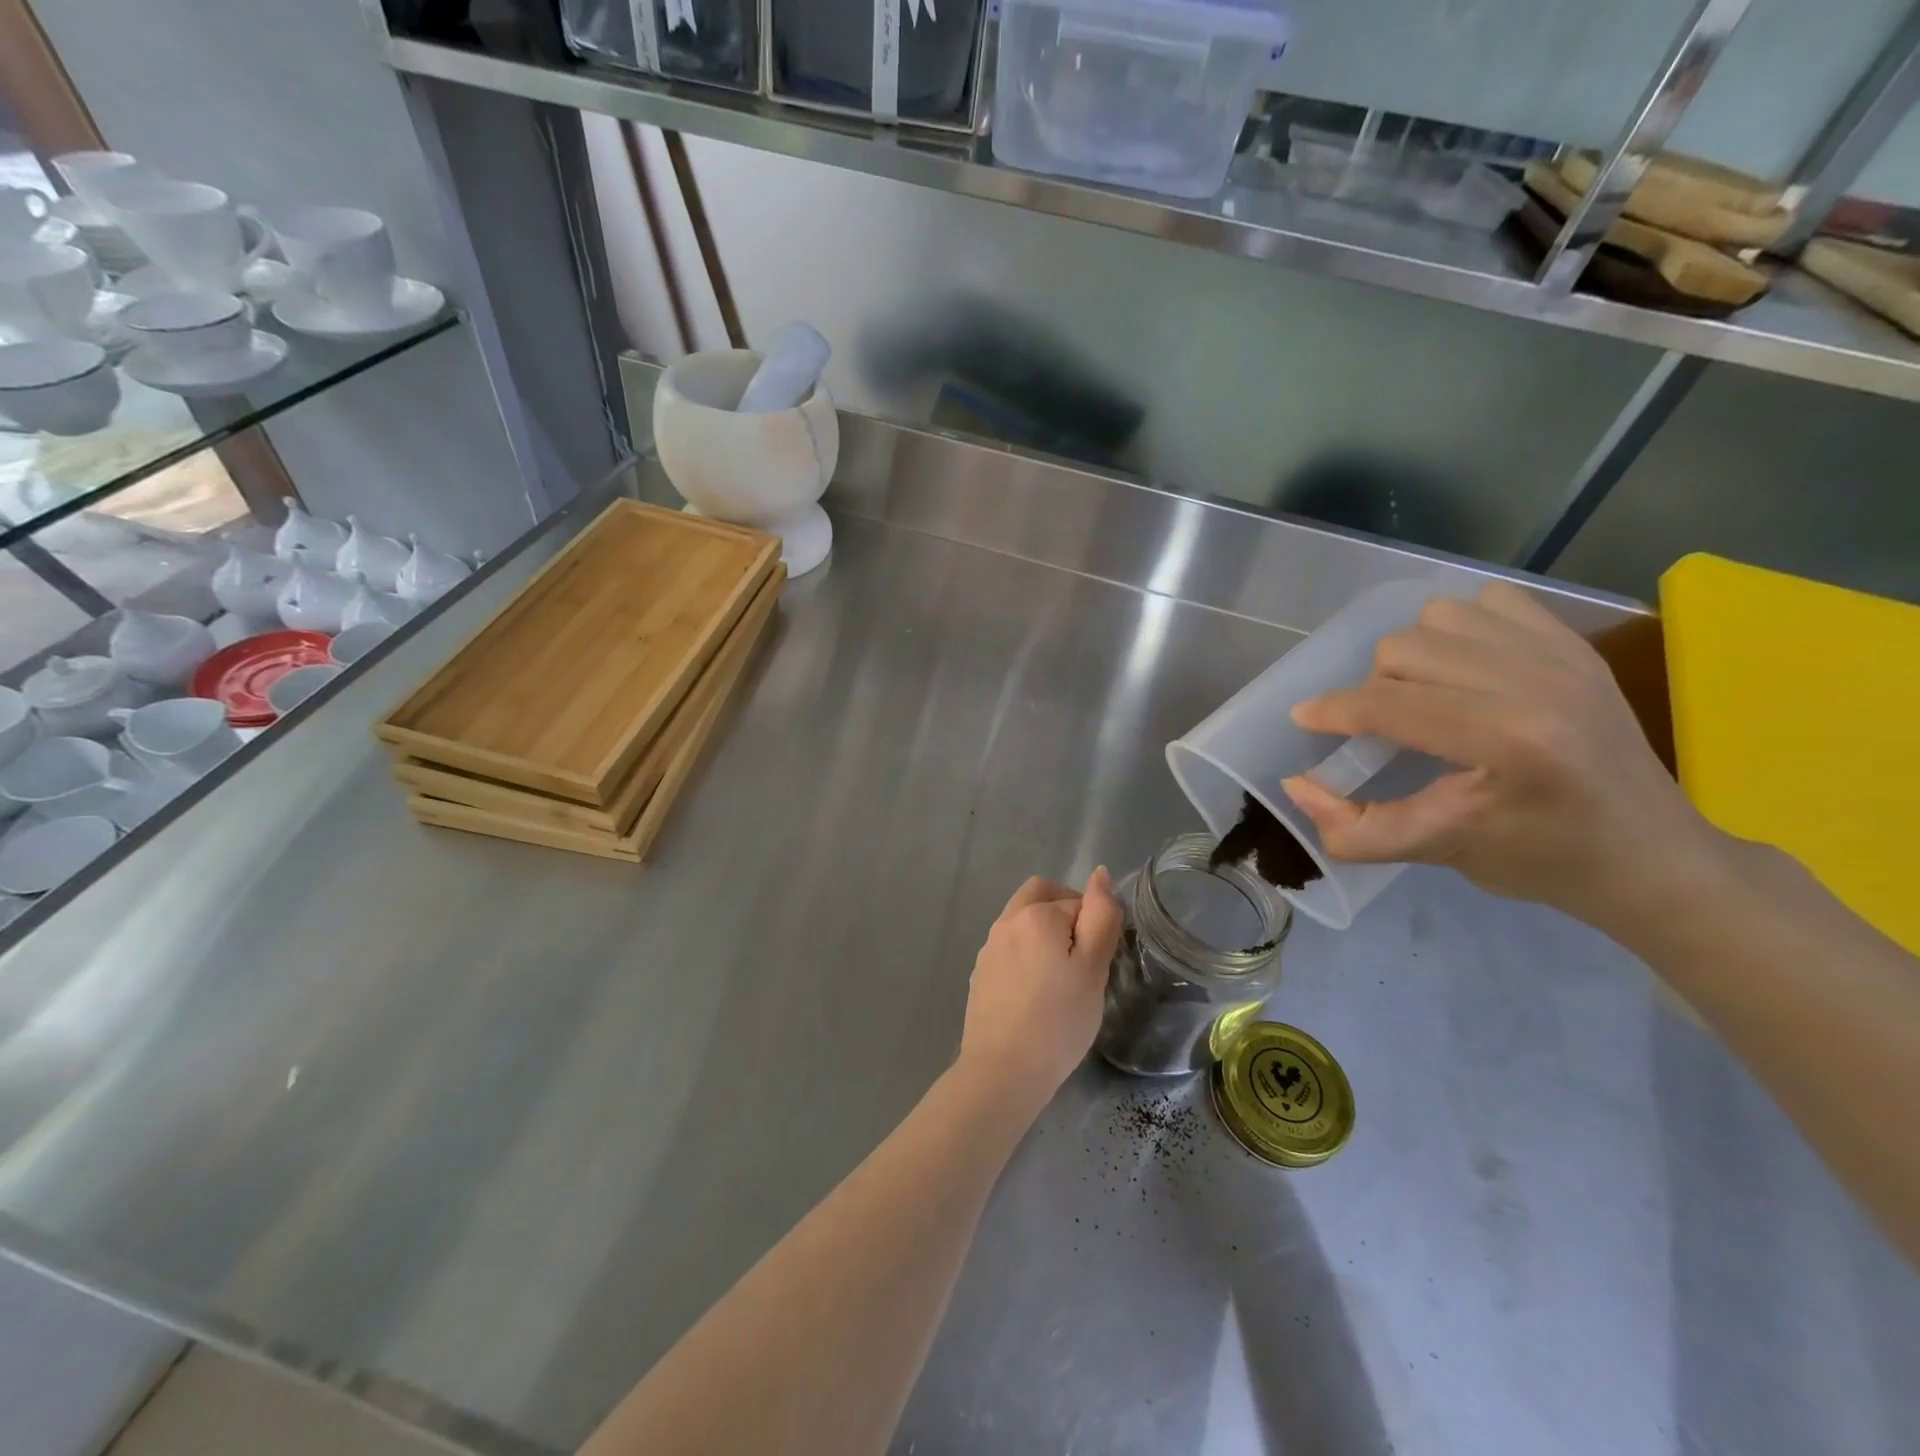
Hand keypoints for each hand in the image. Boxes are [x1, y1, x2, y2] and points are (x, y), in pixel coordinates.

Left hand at [956, 870, 1123, 1113]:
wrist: (1002, 1071)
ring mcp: (989, 947)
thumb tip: (1100, 874)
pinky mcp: (980, 972)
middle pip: (1040, 895)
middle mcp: (1006, 921)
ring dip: (1045, 933)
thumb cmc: (1058, 1021)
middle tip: (1085, 954)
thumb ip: (1100, 917)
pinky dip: (1027, 954)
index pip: (1077, 902)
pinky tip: (1037, 992)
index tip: (1101, 961)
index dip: (1095, 925)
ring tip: (1063, 977)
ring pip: (1022, 920)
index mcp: (1035, 914)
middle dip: (1065, 912)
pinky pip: (1009, 947)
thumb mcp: (1093, 969)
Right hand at [1280, 583, 1725, 929]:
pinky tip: (1463, 667)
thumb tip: (1295, 785)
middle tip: (1380, 726)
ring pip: (1440, 616)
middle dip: (1373, 687)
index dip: (1333, 711)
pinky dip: (1460, 626)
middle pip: (1404, 649)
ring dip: (1413, 653)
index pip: (1391, 704)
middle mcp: (1536, 683)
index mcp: (1508, 741)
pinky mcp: (1575, 645)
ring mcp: (1561, 656)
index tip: (1305, 720)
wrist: (1652, 855)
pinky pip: (1490, 601)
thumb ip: (1356, 828)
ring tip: (1421, 693)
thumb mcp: (1439, 853)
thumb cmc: (1543, 862)